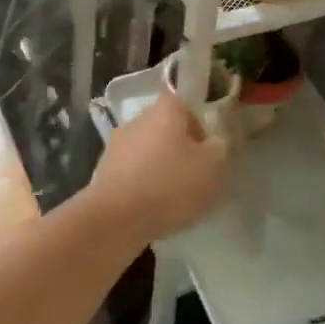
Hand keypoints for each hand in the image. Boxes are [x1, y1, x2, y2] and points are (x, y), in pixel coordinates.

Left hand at [88, 93, 229, 242]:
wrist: (116, 219)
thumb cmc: (170, 185)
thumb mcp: (213, 167)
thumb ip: (220, 148)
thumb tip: (216, 142)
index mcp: (165, 110)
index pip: (185, 104)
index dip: (198, 124)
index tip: (206, 148)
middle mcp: (138, 119)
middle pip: (165, 127)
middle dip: (180, 147)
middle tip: (194, 174)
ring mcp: (117, 145)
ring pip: (148, 150)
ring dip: (159, 167)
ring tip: (173, 197)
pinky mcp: (104, 171)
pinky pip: (132, 172)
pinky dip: (143, 185)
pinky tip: (152, 208)